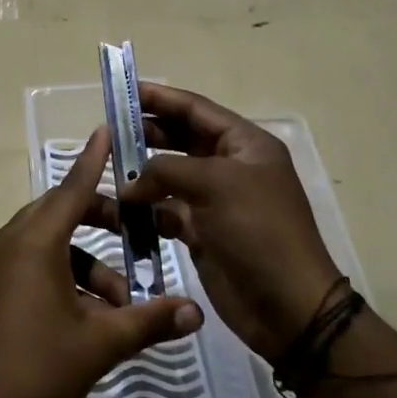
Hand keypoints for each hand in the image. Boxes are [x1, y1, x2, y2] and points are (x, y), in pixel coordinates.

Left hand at [0, 127, 203, 397]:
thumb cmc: (37, 370)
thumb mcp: (100, 344)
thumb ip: (149, 321)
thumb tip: (196, 312)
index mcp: (34, 242)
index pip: (72, 187)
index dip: (94, 160)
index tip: (108, 129)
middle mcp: (10, 243)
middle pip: (61, 213)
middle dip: (101, 220)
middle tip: (137, 234)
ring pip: (50, 245)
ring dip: (87, 263)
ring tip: (121, 303)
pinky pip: (33, 266)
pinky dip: (64, 277)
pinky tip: (90, 318)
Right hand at [119, 82, 340, 360]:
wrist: (287, 306)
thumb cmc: (258, 231)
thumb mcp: (216, 184)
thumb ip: (167, 169)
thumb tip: (130, 183)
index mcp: (245, 144)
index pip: (197, 110)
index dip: (161, 98)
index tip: (124, 91)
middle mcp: (230, 167)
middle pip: (181, 139)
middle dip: (147, 134)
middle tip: (109, 132)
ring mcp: (216, 201)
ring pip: (170, 176)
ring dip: (142, 174)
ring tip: (109, 170)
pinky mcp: (202, 232)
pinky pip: (167, 211)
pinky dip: (146, 210)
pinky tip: (121, 209)